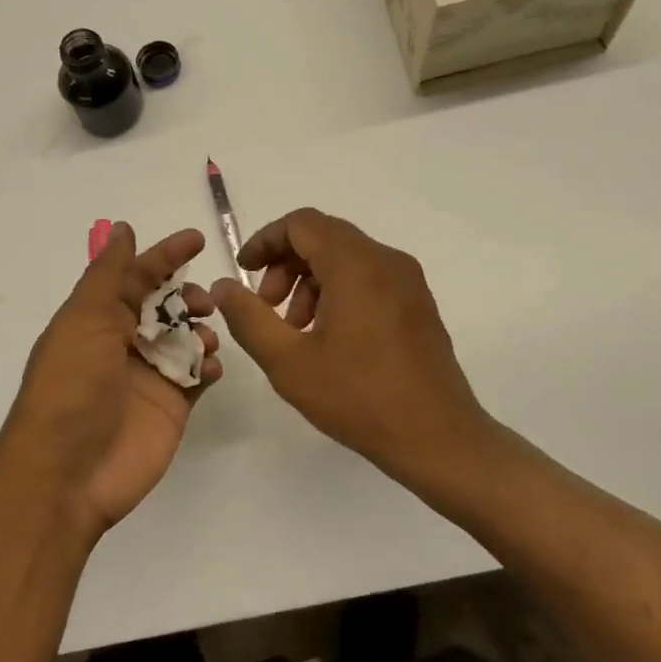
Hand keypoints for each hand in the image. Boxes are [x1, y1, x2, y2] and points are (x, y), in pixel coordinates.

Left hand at [1, 223, 221, 541]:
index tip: (197, 239)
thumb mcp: (85, 319)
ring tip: (206, 339)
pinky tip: (210, 367)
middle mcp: (122, 343)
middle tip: (204, 302)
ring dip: (201, 329)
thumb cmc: (73, 385)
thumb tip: (122, 229)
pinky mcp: (171, 406)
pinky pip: (197, 375)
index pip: (135, 277)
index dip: (163, 256)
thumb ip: (109, 274)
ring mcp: (148, 376)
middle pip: (165, 306)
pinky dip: (209, 365)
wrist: (70, 471)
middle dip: (187, 296)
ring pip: (186, 338)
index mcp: (96, 319)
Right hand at [211, 208, 498, 498]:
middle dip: (285, 265)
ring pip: (347, 259)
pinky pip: (369, 279)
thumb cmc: (358, 397)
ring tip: (295, 330)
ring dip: (310, 282)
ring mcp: (408, 282)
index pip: (302, 224)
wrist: (437, 437)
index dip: (265, 241)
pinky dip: (339, 292)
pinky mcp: (418, 304)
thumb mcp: (288, 361)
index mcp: (356, 265)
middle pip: (325, 238)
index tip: (244, 272)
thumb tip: (223, 286)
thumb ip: (248, 318)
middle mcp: (387, 261)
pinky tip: (328, 338)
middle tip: (266, 308)